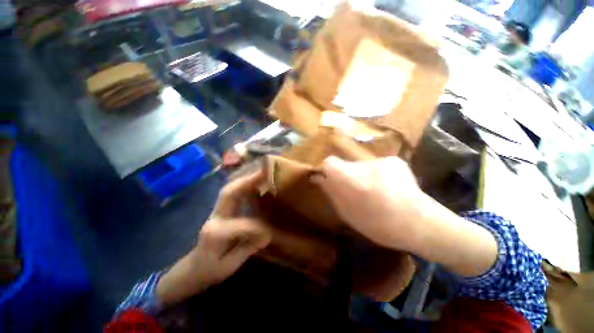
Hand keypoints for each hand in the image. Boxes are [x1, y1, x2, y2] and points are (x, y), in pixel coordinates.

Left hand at [156, 172, 270, 304]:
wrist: (192, 269)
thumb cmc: (209, 271)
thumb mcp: (229, 266)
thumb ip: (248, 248)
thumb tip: (267, 234)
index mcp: (215, 234)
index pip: (242, 224)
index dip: (258, 227)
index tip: (269, 232)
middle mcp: (214, 217)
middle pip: (230, 193)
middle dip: (248, 181)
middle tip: (265, 173)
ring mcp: (215, 211)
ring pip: (230, 189)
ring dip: (246, 180)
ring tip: (262, 174)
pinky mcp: (219, 210)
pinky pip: (232, 193)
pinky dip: (243, 186)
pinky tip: (254, 183)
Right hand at [313, 156, 497, 276]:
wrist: (422, 224)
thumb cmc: (381, 225)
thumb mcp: (348, 214)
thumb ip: (332, 193)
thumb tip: (319, 179)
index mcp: (352, 179)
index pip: (329, 162)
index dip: (326, 171)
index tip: (329, 181)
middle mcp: (365, 164)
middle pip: (346, 165)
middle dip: (346, 176)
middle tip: (355, 193)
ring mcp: (382, 160)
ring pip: (361, 165)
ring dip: (361, 177)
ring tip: (373, 193)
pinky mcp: (394, 160)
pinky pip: (375, 166)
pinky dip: (376, 175)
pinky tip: (387, 188)